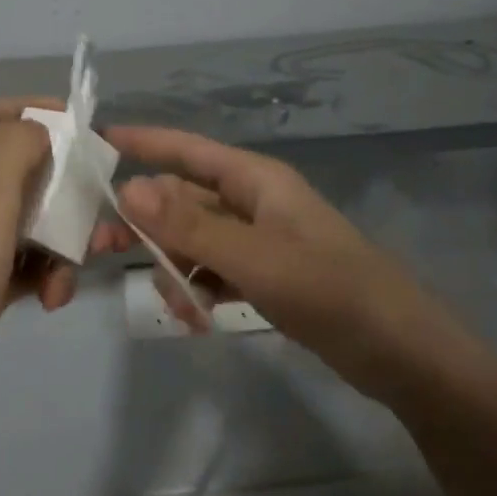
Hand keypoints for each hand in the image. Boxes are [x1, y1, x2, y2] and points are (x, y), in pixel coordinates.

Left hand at [0, 99, 75, 444]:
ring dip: (63, 240)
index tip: (80, 128)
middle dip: (65, 186)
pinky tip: (53, 300)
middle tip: (95, 210)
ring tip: (74, 270)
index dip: (33, 109)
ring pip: (32, 222)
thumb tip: (43, 129)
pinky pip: (26, 266)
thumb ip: (12, 149)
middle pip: (23, 170)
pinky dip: (47, 276)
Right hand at [97, 126, 465, 406]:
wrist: (401, 352)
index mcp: (255, 181)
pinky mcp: (264, 275)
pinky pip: (212, 271)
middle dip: (145, 224)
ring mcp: (258, 240)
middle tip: (100, 249)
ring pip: (193, 240)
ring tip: (182, 308)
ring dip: (174, 268)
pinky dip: (198, 289)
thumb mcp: (256, 259)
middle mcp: (252, 203)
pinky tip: (199, 318)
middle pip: (181, 199)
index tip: (95, 143)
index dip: (142, 143)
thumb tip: (127, 189)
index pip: (187, 149)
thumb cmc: (332, 292)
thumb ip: (190, 226)